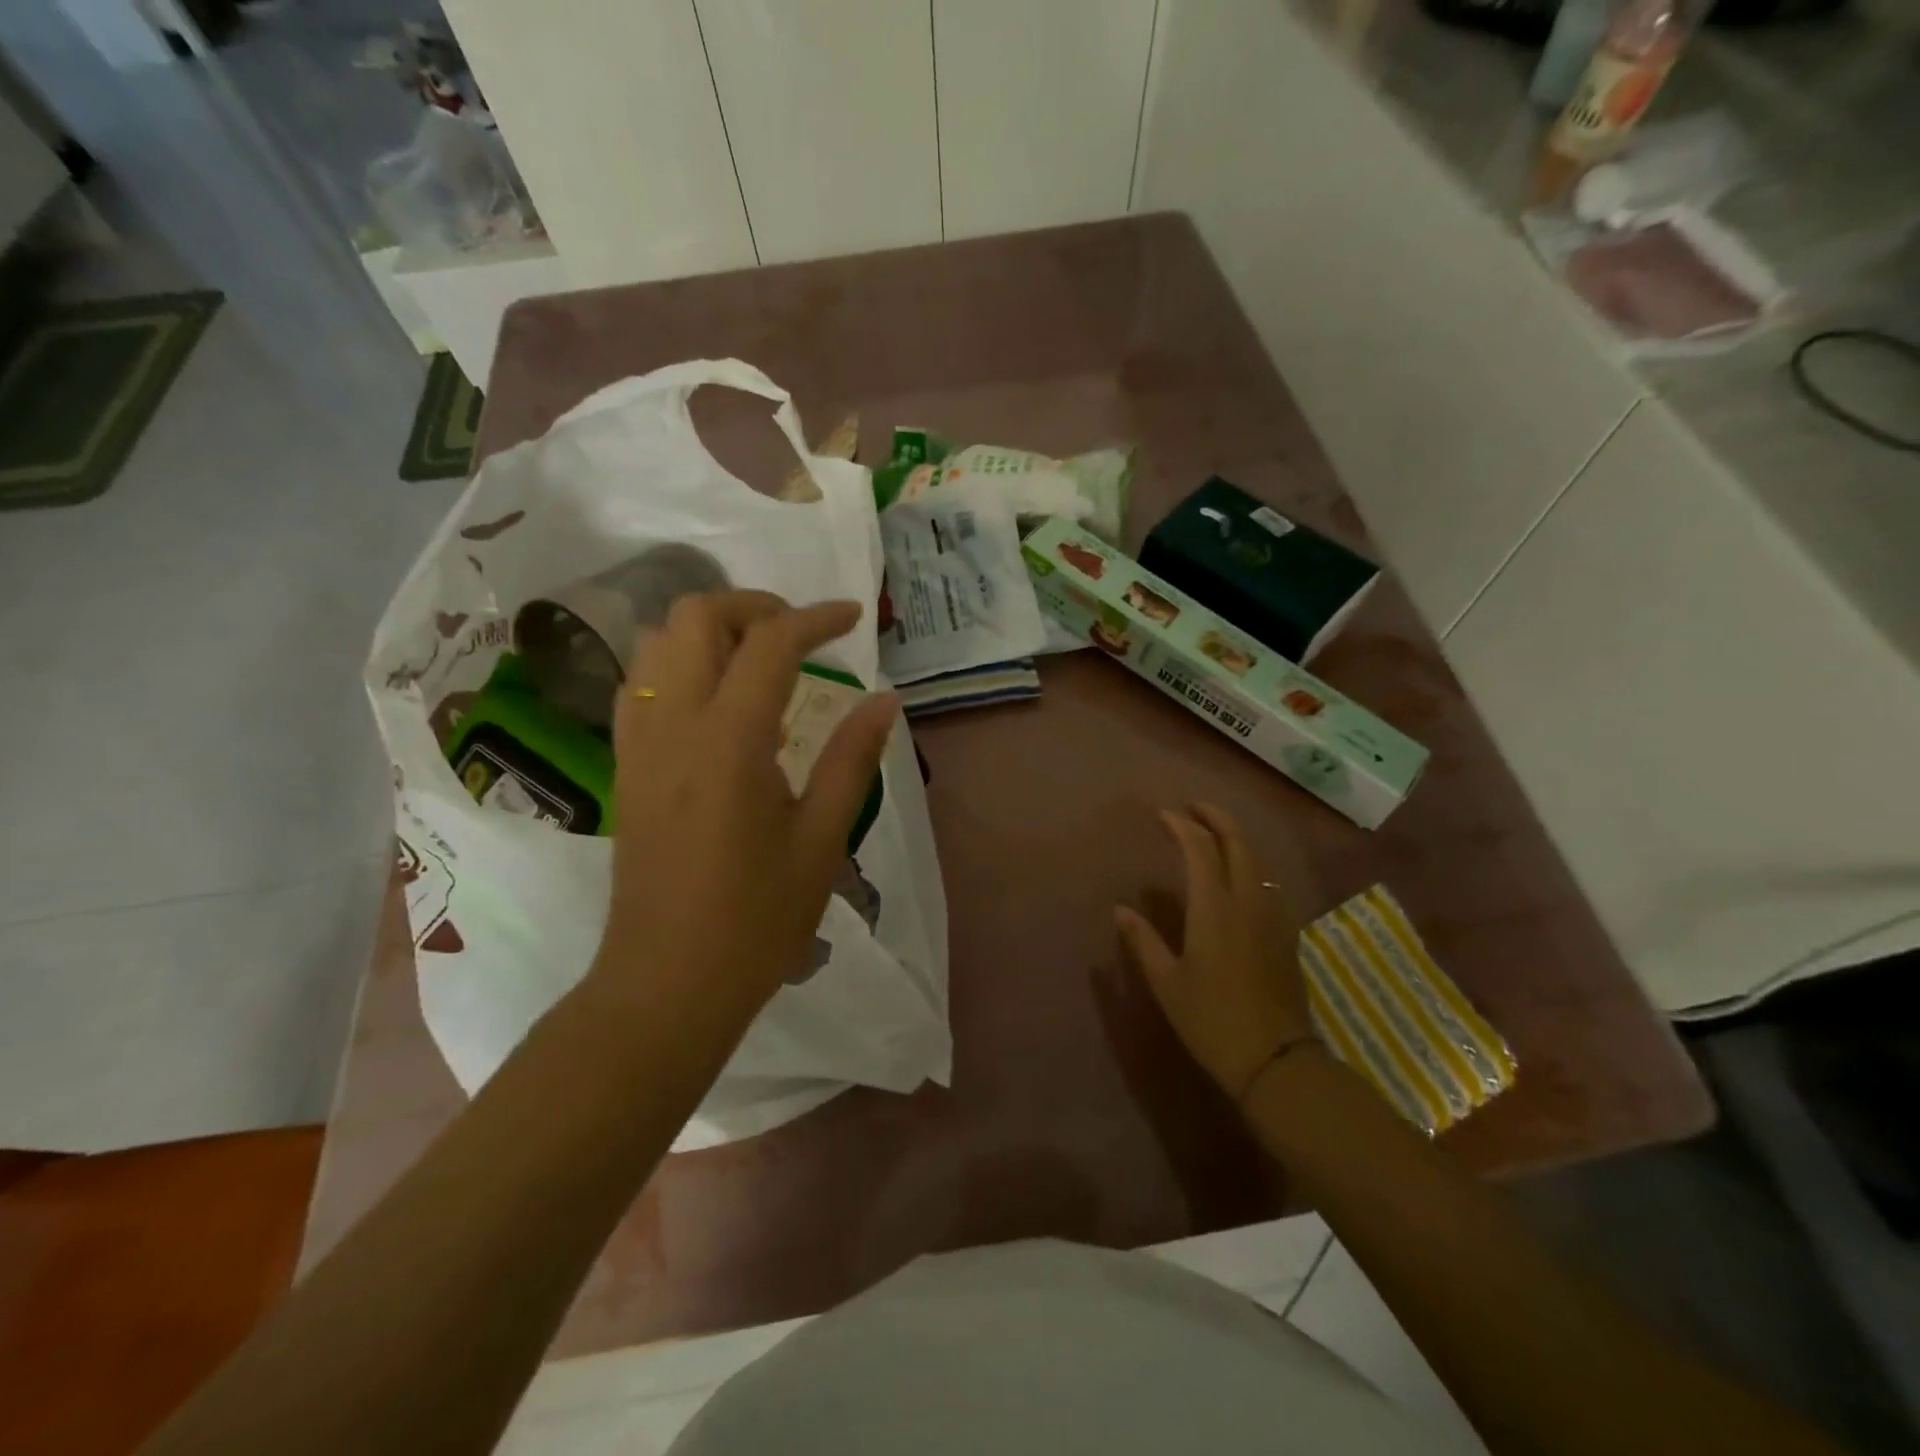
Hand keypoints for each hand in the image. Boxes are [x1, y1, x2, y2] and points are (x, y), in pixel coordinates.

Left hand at [592, 590, 896, 1022]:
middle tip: (800, 636)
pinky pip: (641, 683)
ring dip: (711, 630)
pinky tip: (716, 701)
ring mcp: (638, 742)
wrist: (667, 982)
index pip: (770, 643)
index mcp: (730, 741)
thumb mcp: (821, 839)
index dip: (816, 618)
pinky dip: (679, 663)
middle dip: (753, 607)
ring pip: (658, 642)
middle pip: (695, 617)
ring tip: (760, 660)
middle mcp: (674, 724)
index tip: (852, 618)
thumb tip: (883, 699)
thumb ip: (852, 758)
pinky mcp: (625, 764)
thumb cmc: (756, 919)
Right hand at [1114, 805, 1315, 1103]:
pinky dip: (1251, 864)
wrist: (1275, 1059)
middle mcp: (1247, 900)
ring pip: (1258, 860)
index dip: (1182, 825)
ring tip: (1214, 835)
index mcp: (1214, 907)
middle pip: (1238, 842)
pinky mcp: (1287, 933)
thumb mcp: (1167, 982)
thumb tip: (1121, 910)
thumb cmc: (1211, 1020)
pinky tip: (1241, 876)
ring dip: (1236, 838)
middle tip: (1193, 809)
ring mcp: (1272, 915)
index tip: (1164, 815)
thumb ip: (1143, 940)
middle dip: (1216, 818)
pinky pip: (1268, 882)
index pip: (1200, 848)